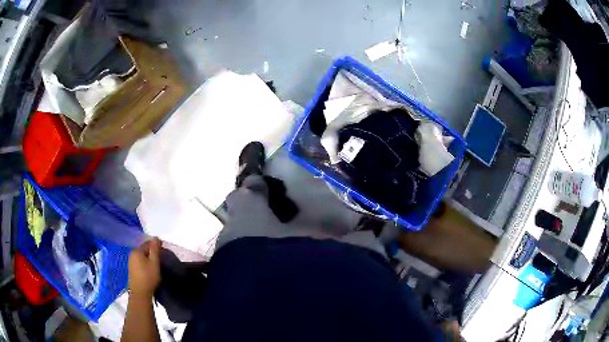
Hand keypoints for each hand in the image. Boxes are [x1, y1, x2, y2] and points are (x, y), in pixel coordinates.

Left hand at [128, 237, 160, 298]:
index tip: (163, 252)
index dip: (156, 246)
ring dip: (148, 259)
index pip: (147, 243)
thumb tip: (156, 237)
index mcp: (136, 251)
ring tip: (155, 266)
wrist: (140, 293)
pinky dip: (145, 264)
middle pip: (144, 250)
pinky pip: (139, 262)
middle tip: (160, 260)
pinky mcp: (131, 269)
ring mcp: (130, 262)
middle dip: (152, 253)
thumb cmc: (148, 277)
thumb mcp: (154, 262)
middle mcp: (132, 254)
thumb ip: (155, 249)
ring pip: (142, 257)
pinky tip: (149, 271)